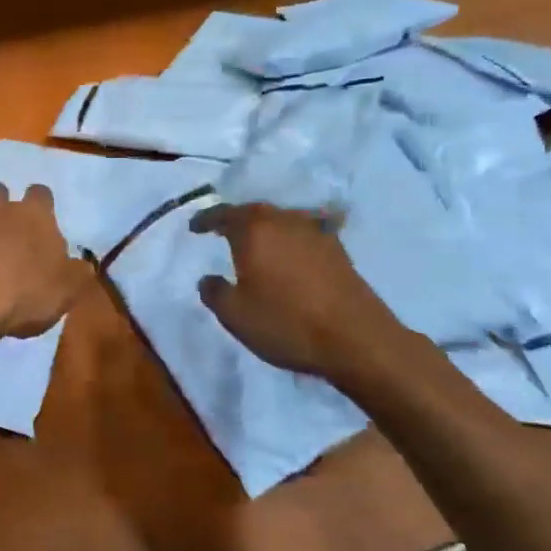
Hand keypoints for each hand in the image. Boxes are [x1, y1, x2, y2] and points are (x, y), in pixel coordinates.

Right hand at [191, 203, 430, 391]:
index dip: (206, 219)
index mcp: (254, 231)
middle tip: (222, 230)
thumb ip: (214, 292)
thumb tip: (209, 279)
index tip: (194, 227)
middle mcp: (284, 222)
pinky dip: (289, 238)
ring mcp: (315, 233)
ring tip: (254, 242)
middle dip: (236, 219)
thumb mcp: (235, 315)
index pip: (223, 214)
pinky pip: (303, 233)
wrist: (356, 339)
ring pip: (281, 220)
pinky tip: (289, 251)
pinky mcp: (337, 250)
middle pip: (254, 212)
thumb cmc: (286, 323)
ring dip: (265, 227)